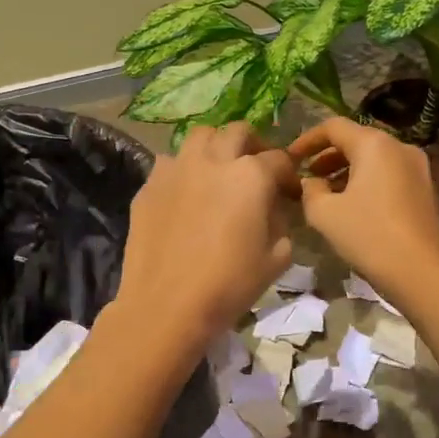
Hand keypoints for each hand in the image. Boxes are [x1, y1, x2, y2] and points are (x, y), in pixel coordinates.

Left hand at [114, 122, 298, 346]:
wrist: (166, 306)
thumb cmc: (229, 285)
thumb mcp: (276, 258)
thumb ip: (281, 223)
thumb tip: (272, 209)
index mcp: (250, 175)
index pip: (279, 159)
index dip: (289, 175)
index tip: (289, 193)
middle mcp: (213, 160)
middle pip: (238, 132)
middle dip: (252, 146)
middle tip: (256, 169)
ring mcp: (176, 169)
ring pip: (200, 136)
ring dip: (215, 146)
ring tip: (219, 170)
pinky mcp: (149, 185)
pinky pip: (170, 162)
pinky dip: (184, 169)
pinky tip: (186, 192)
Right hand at [287, 117, 438, 309]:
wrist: (423, 273)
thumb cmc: (370, 236)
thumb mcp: (324, 214)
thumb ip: (310, 191)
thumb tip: (312, 182)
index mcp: (374, 145)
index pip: (334, 127)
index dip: (307, 139)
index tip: (291, 157)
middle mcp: (400, 147)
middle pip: (357, 140)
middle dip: (328, 156)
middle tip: (307, 176)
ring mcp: (419, 169)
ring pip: (375, 160)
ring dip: (347, 171)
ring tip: (327, 194)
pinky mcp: (426, 191)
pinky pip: (389, 175)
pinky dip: (368, 182)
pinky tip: (354, 207)